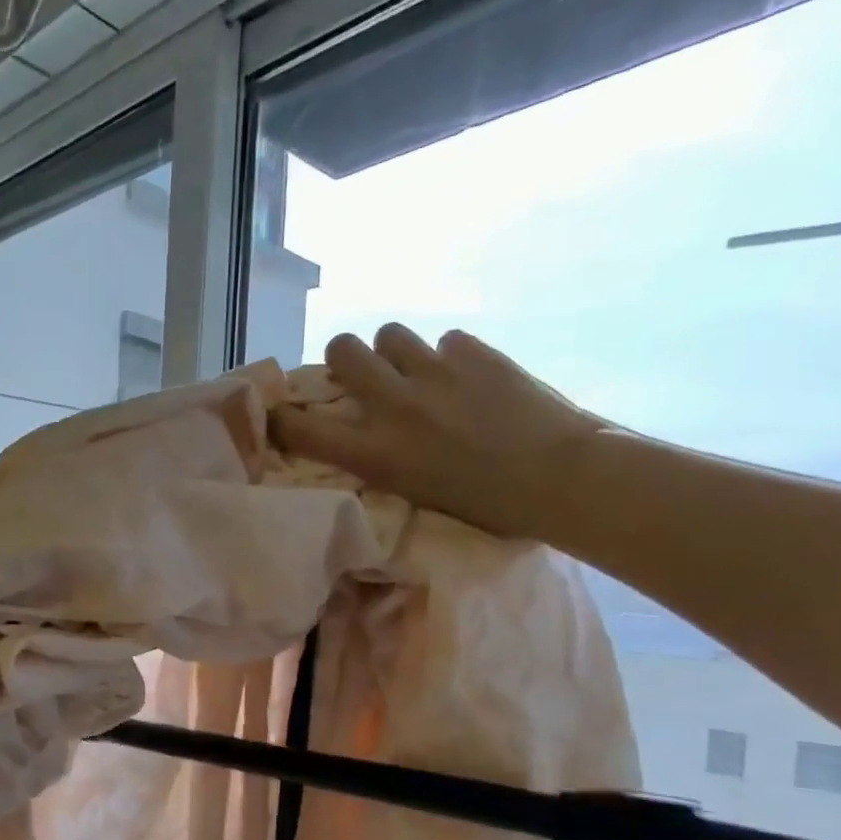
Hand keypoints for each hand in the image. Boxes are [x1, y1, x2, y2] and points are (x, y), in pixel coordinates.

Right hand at [272, 323, 600, 541]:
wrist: (559, 479)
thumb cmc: (486, 506)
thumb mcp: (413, 493)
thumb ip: (382, 458)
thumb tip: (367, 434)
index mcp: (376, 452)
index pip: (302, 428)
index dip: (282, 417)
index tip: (281, 415)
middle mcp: (394, 405)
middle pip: (343, 348)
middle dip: (345, 357)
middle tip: (364, 374)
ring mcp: (435, 372)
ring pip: (391, 333)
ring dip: (395, 350)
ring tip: (417, 370)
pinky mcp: (475, 353)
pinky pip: (446, 341)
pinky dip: (449, 357)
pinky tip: (469, 378)